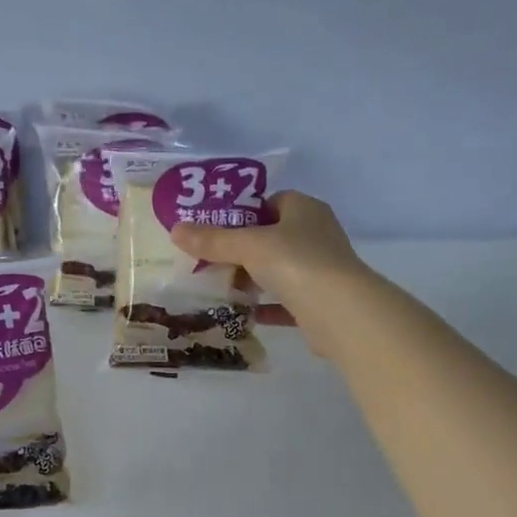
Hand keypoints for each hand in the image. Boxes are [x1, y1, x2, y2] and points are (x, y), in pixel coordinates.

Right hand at [169, 192, 372, 354]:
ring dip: (255, 279)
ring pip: (280, 270)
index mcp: (305, 210)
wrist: (340, 312)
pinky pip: (287, 301)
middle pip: (273, 238)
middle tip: (212, 262)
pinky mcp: (321, 302)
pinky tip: (245, 314)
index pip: (272, 202)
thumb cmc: (296, 263)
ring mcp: (322, 270)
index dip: (244, 214)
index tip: (216, 229)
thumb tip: (175, 230)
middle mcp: (317, 235)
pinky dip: (268, 307)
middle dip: (244, 251)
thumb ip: (213, 241)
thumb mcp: (248, 246)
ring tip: (223, 288)